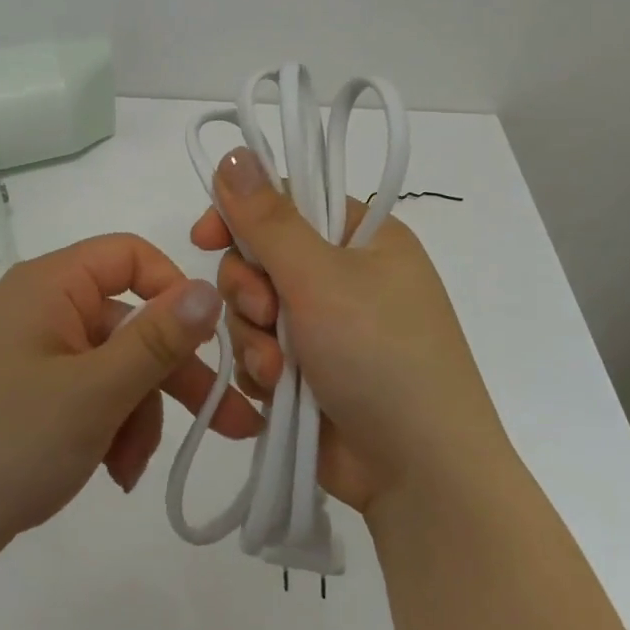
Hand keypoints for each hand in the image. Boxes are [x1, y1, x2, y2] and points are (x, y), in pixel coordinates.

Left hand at [0, 235, 263, 573]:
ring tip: (132, 469)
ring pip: (114, 366)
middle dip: (172, 375)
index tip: (208, 340)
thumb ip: (156, 339)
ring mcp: (32, 352)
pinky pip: (88, 393)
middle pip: (128, 322)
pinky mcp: (28, 394)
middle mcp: (41, 307)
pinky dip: (109, 426)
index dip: (173, 289)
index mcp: (49, 285)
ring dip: (137, 414)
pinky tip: (113, 473)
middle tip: (230, 422)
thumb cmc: (9, 442)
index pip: (128, 256)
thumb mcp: (95, 392)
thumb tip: (208, 287)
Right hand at [189, 147, 509, 513]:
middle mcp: (344, 275)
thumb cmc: (381, 356)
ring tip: (277, 369)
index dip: (241, 214)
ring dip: (253, 334)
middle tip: (264, 311)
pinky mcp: (310, 370)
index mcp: (362, 237)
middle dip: (249, 287)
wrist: (422, 477)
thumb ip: (268, 217)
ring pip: (254, 306)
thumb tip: (235, 152)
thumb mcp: (320, 277)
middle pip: (261, 255)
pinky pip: (260, 348)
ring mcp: (327, 325)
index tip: (207, 236)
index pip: (285, 200)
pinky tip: (276, 391)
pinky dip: (261, 367)